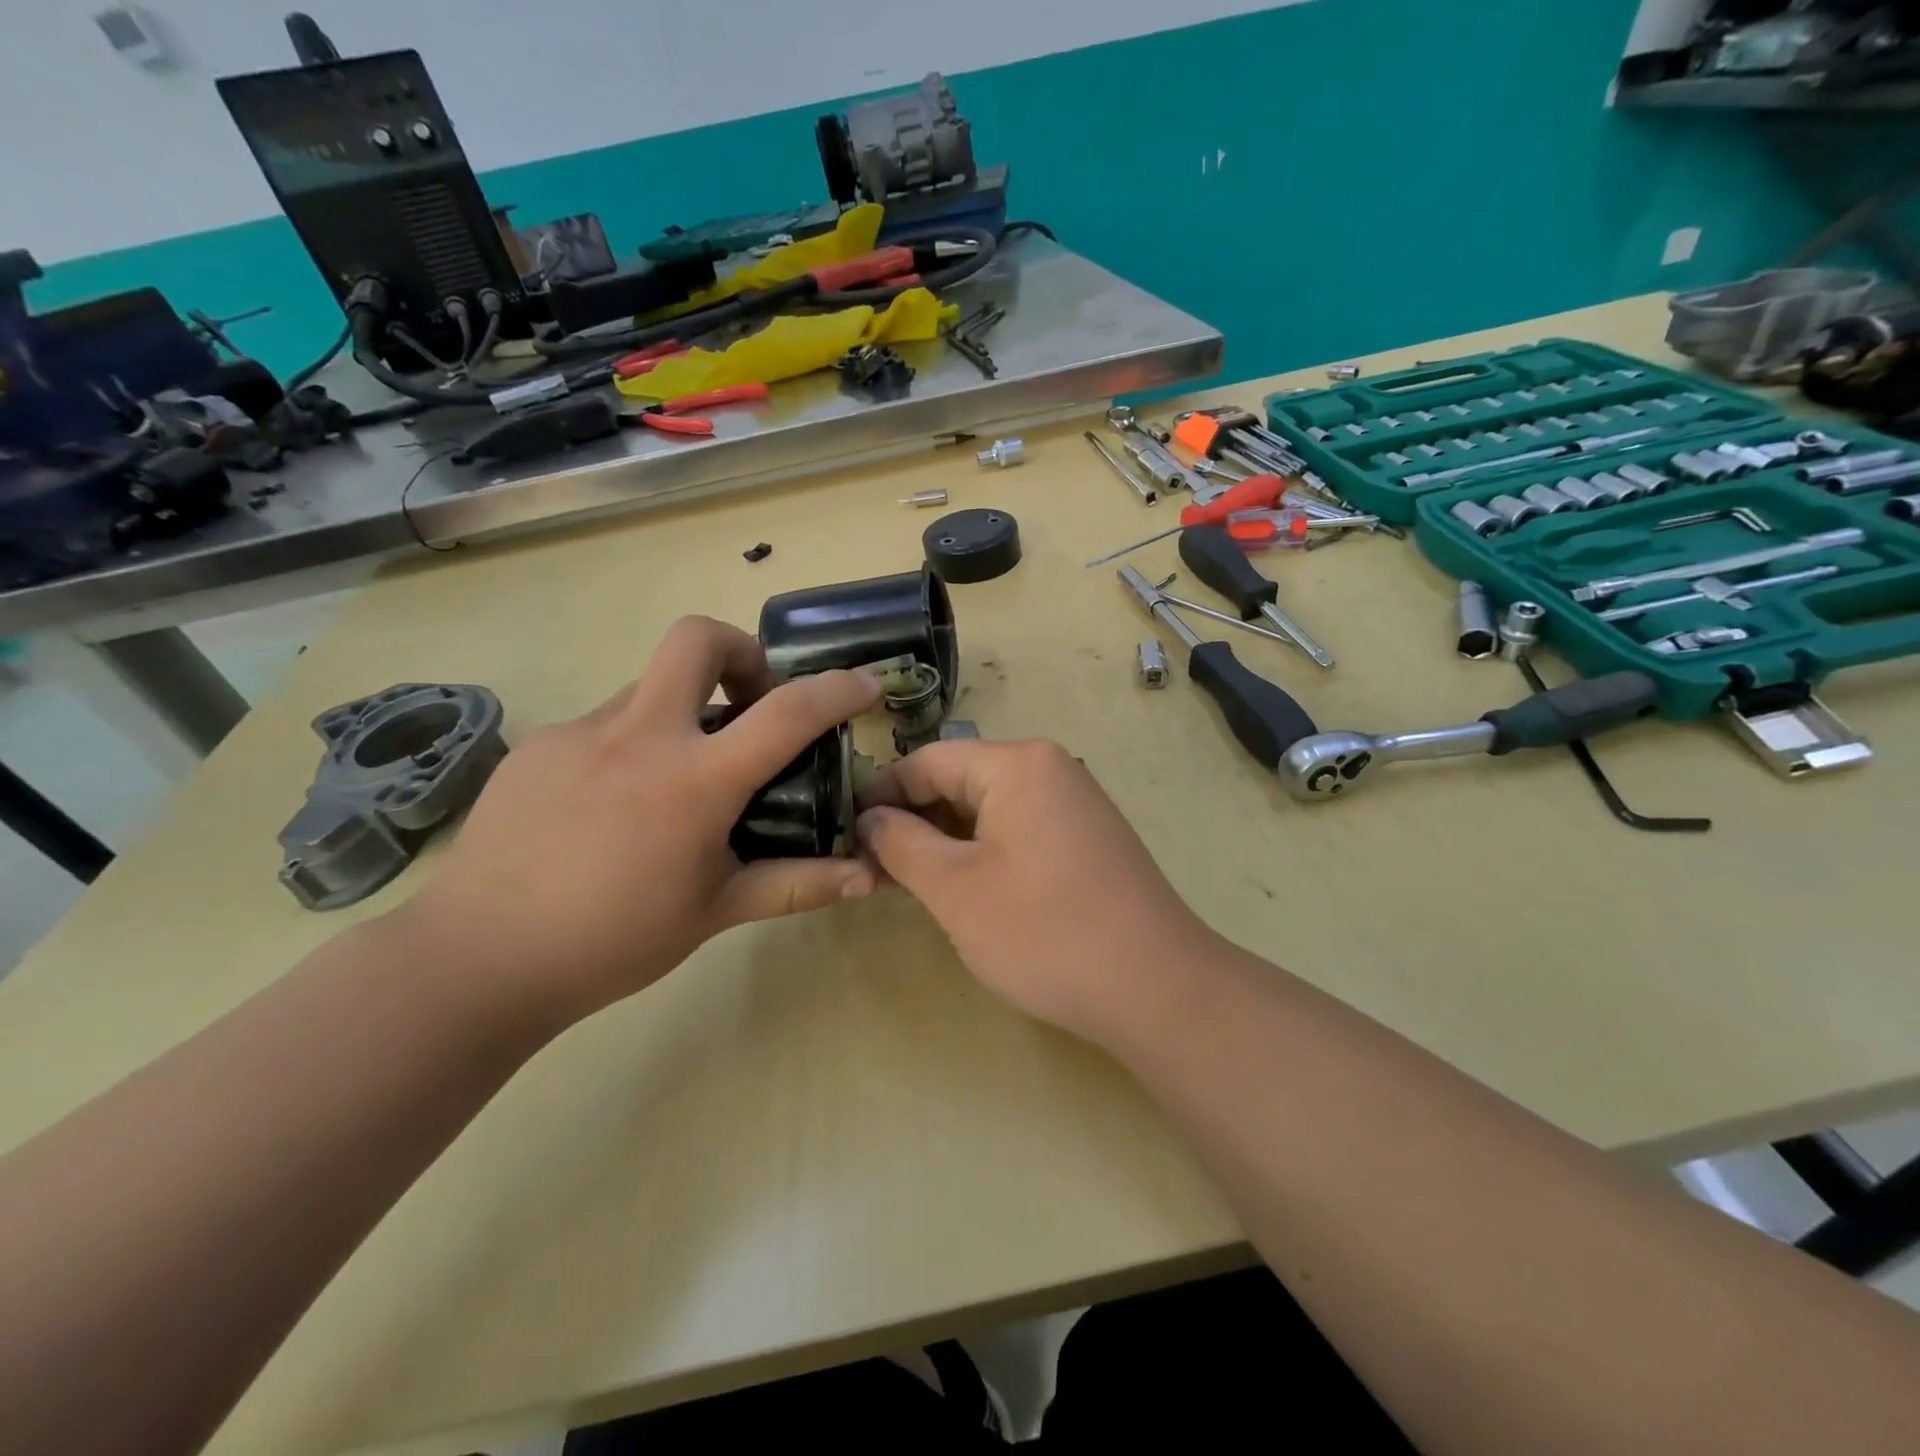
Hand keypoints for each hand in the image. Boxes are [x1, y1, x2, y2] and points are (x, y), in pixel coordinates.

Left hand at [396, 616, 880, 1027]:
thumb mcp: (716, 911)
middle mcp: (639, 736)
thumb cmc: (613, 940)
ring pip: (649, 686)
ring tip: (681, 779)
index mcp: (694, 780)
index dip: (837, 689)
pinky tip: (618, 805)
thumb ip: (796, 884)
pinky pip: (604, 725)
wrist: (476, 960)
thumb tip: (868, 878)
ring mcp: (579, 733)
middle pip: (697, 638)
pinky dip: (634, 744)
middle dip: (740, 651)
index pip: (786, 712)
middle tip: (750, 703)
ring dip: (684, 710)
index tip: (865, 684)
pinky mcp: (538, 746)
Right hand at [855, 739, 1212, 1046]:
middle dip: (913, 819)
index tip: (845, 833)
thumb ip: (901, 843)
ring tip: (911, 883)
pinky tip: (965, 888)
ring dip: (946, 839)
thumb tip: (869, 817)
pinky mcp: (1087, 838)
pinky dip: (983, 850)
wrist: (1156, 987)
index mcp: (1017, 764)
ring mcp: (1074, 803)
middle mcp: (1050, 768)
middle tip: (874, 868)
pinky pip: (1020, 828)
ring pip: (989, 807)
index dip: (881, 794)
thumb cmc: (1044, 932)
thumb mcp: (955, 888)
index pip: (928, 760)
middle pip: (960, 779)